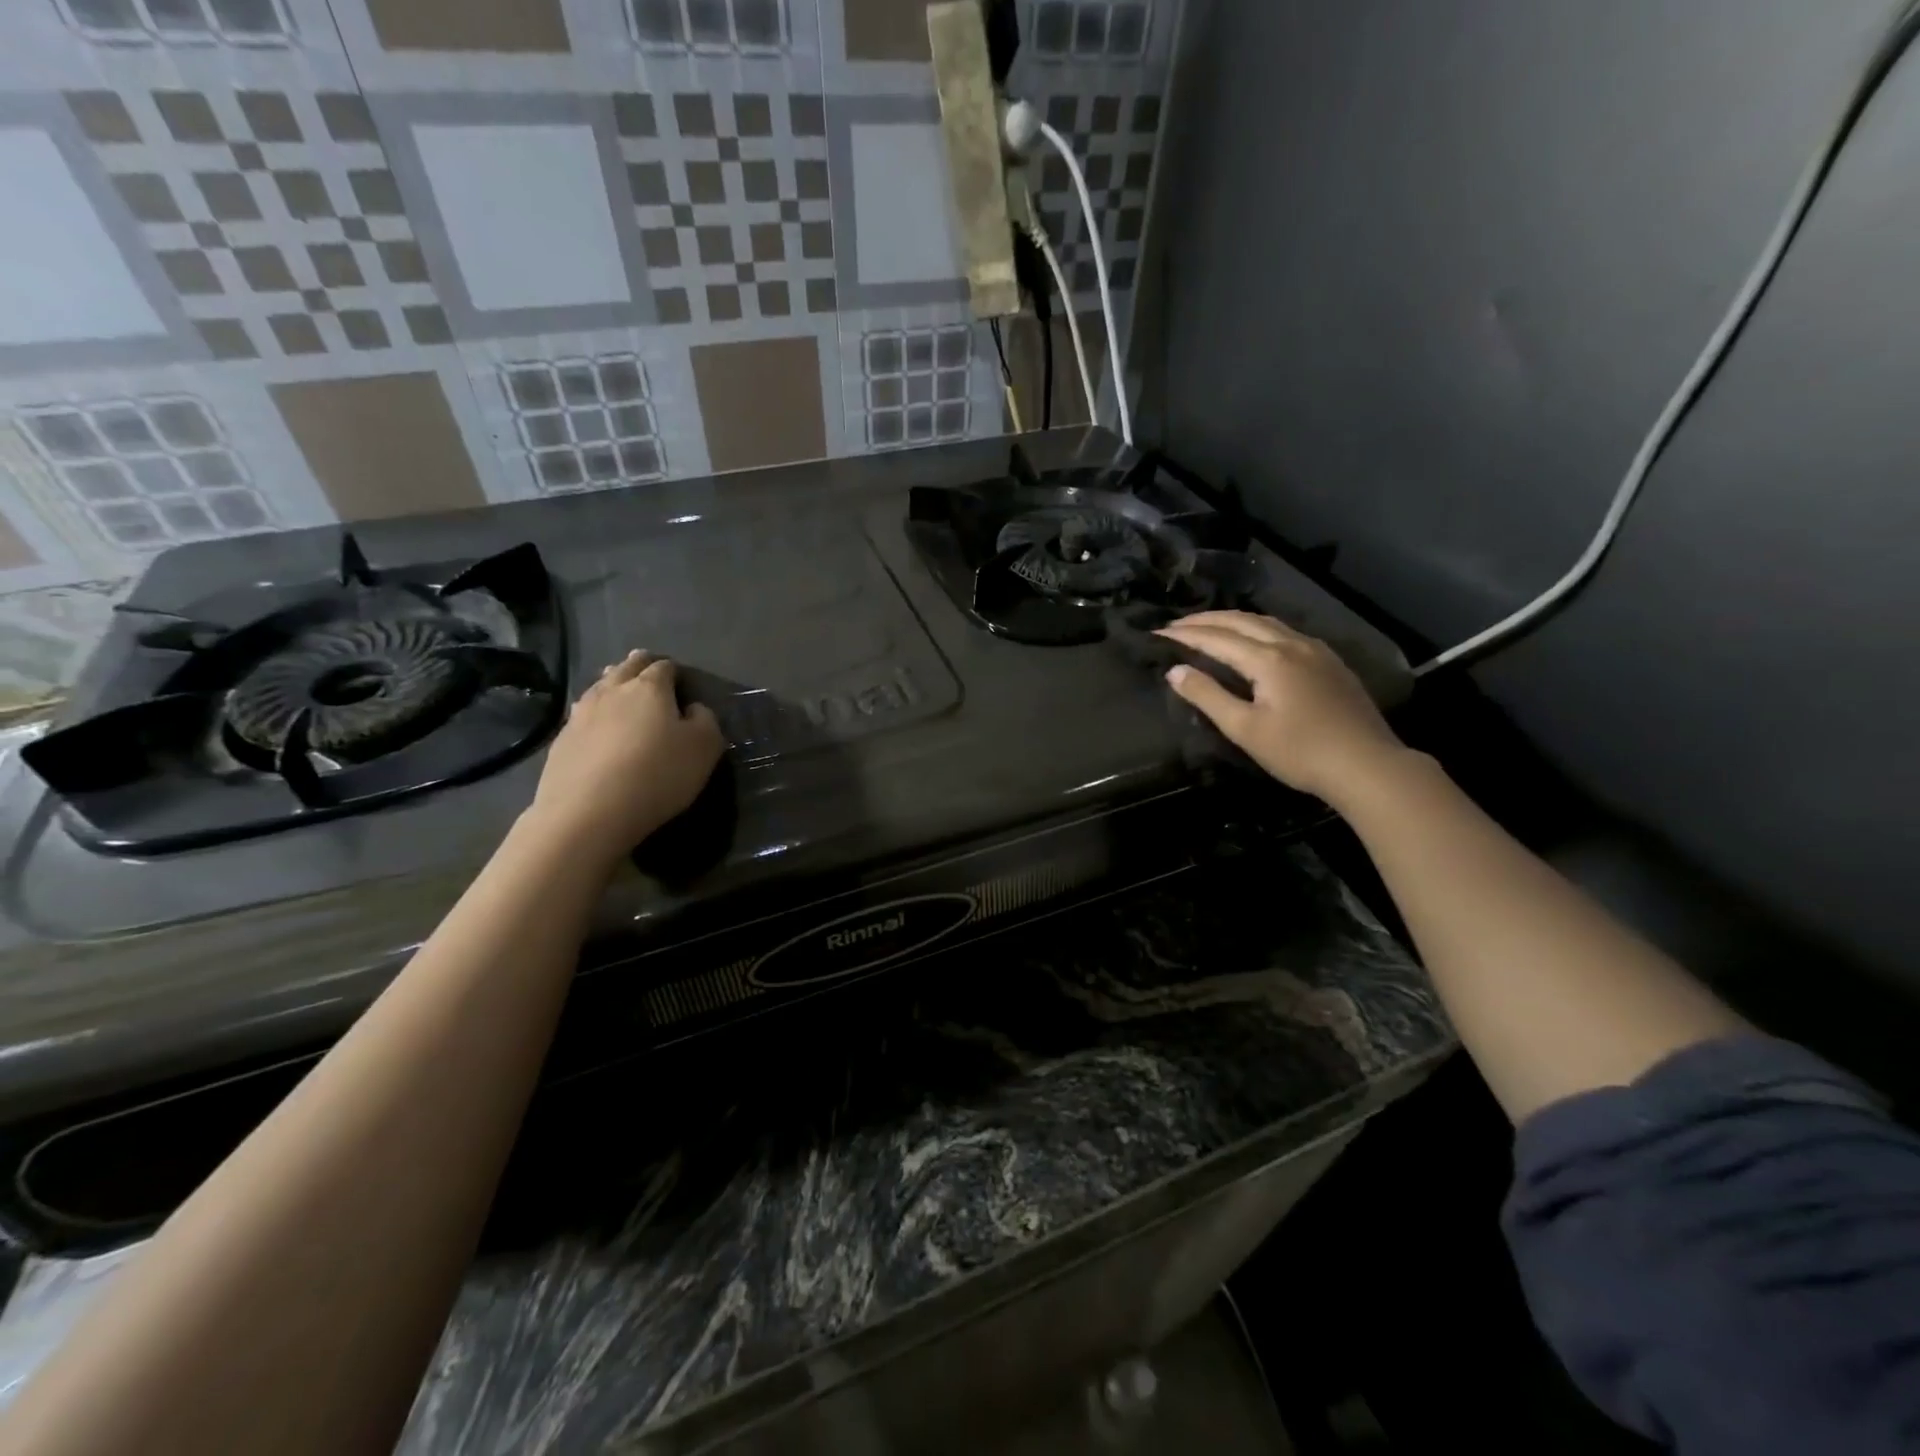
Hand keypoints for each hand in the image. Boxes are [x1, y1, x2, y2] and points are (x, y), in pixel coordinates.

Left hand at [525, 651, 724, 862]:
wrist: (588, 812)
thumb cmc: (658, 774)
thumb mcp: (705, 748)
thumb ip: (705, 720)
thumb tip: (693, 708)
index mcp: (650, 688)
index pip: (664, 667)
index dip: (674, 670)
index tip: (681, 680)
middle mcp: (613, 691)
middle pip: (626, 668)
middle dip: (639, 664)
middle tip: (647, 667)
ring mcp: (581, 714)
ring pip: (599, 686)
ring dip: (612, 683)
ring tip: (618, 687)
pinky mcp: (561, 740)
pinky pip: (582, 715)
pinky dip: (594, 713)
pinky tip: (596, 725)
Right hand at [1156, 611, 1407, 804]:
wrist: (1367, 765)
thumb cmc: (1299, 752)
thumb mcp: (1245, 729)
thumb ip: (1208, 696)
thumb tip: (1175, 671)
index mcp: (1268, 659)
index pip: (1216, 638)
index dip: (1185, 634)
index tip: (1158, 633)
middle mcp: (1291, 644)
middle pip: (1241, 620)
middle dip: (1206, 619)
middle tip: (1177, 624)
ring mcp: (1315, 650)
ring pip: (1266, 622)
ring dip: (1232, 620)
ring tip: (1209, 626)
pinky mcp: (1330, 662)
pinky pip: (1285, 631)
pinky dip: (1257, 628)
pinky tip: (1255, 640)